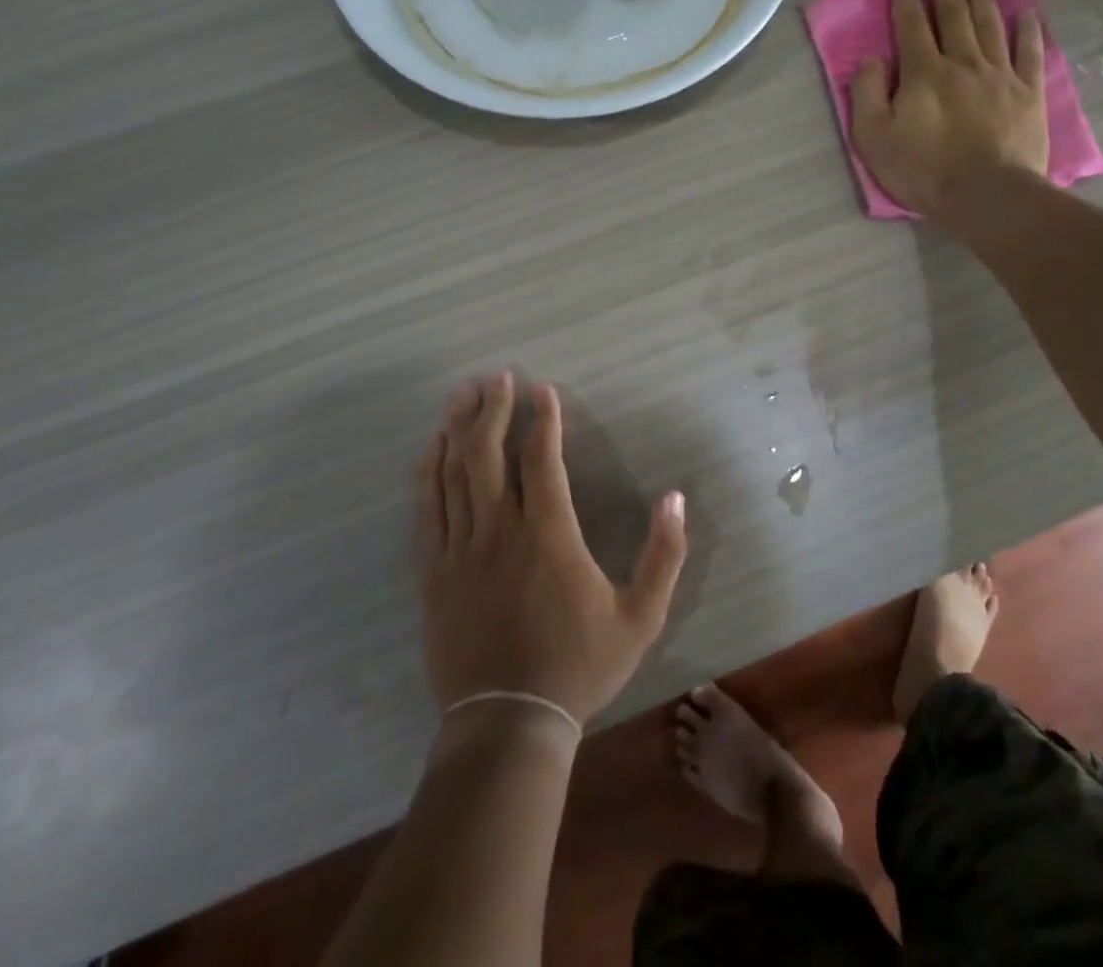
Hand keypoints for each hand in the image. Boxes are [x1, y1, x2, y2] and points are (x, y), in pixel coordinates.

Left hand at [415, 372, 687, 724]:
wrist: (509, 724)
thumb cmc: (579, 666)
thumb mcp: (641, 617)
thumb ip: (664, 554)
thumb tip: (675, 498)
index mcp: (550, 536)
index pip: (543, 460)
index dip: (543, 419)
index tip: (543, 389)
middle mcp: (500, 532)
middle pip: (488, 455)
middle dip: (494, 410)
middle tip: (497, 377)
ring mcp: (461, 552)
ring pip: (453, 475)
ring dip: (458, 430)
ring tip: (462, 395)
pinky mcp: (435, 574)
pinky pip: (427, 511)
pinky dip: (429, 474)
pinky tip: (432, 450)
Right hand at [849, 0, 1049, 229]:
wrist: (986, 195)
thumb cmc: (923, 170)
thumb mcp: (874, 138)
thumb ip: (866, 94)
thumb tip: (870, 59)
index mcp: (923, 72)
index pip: (911, 24)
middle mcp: (962, 62)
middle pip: (954, 14)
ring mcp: (1000, 75)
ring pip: (990, 24)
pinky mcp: (1028, 93)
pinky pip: (1029, 52)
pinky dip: (1027, 29)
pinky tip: (1025, 11)